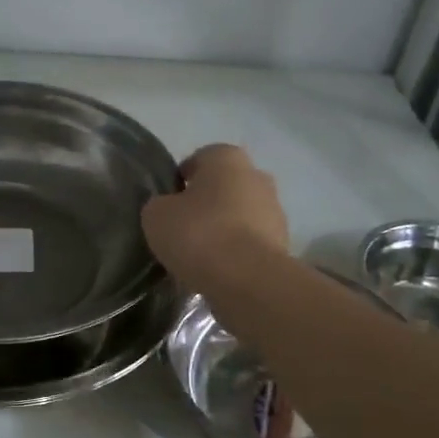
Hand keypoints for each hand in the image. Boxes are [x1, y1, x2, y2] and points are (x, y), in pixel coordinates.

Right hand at [141, 144, 289, 287]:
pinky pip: (250, 242)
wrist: (247, 279)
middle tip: (182, 229)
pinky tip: (218, 270)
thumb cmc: (199, 234)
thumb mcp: (156, 215)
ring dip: (222, 229)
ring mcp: (275, 210)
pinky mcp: (282, 243)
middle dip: (205, 204)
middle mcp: (257, 176)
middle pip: (223, 187)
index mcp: (227, 158)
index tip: (167, 205)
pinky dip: (236, 252)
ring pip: (239, 215)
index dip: (180, 181)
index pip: (198, 160)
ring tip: (199, 255)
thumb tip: (167, 209)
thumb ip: (160, 205)